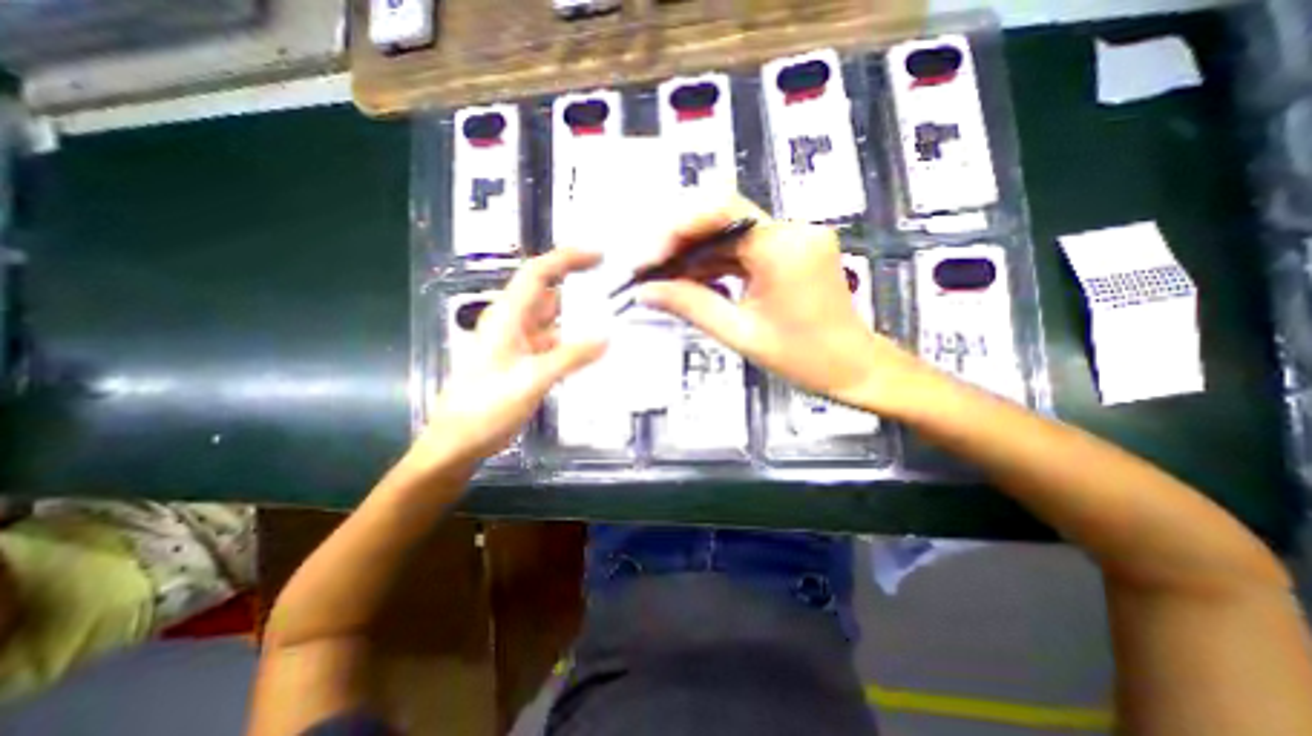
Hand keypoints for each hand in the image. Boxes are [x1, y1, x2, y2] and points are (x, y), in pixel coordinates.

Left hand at [412, 250, 607, 468]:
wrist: (458, 443)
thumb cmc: (485, 407)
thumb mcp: (531, 380)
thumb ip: (570, 357)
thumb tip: (607, 337)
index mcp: (507, 316)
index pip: (537, 273)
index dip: (567, 258)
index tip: (600, 256)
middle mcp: (513, 323)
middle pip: (549, 294)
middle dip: (580, 286)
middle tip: (617, 288)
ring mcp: (520, 344)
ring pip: (555, 320)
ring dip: (581, 317)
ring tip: (615, 316)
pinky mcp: (526, 362)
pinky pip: (556, 344)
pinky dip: (575, 343)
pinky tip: (597, 350)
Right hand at [633, 199, 919, 412]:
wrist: (855, 368)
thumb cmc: (804, 359)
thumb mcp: (741, 334)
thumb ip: (691, 306)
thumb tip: (645, 291)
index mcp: (782, 248)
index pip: (719, 212)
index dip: (676, 230)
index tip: (649, 260)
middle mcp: (792, 230)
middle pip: (722, 215)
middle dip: (680, 240)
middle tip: (651, 269)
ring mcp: (795, 237)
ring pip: (730, 231)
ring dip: (695, 253)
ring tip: (664, 278)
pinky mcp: (793, 250)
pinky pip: (745, 246)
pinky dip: (717, 261)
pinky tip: (694, 280)